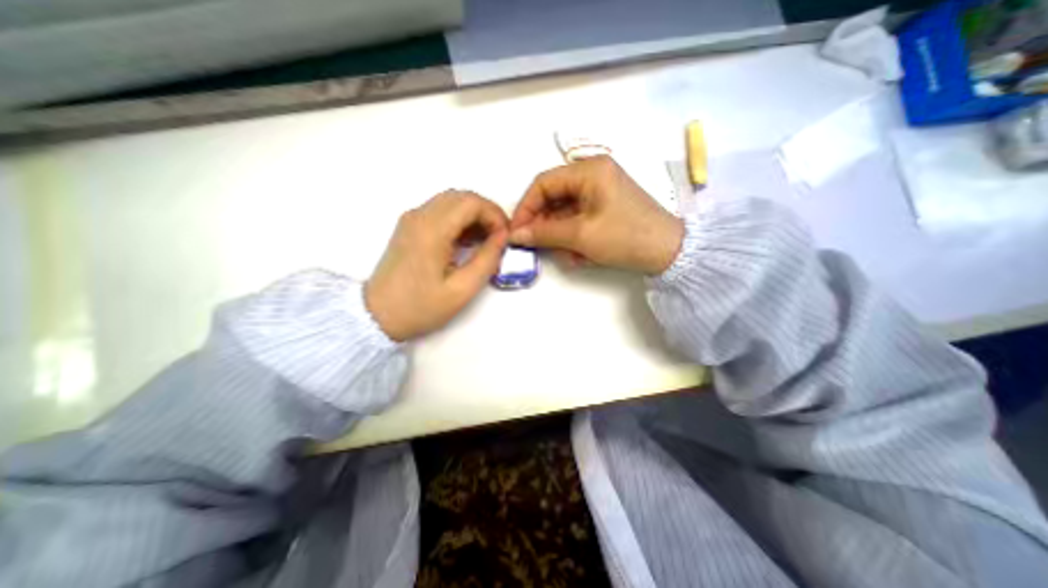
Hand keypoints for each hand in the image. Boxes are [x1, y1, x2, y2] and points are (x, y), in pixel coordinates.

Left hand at [365, 191, 506, 341]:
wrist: (377, 315)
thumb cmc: (420, 307)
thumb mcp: (462, 289)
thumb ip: (487, 259)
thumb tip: (502, 237)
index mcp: (432, 230)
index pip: (471, 202)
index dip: (494, 215)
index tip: (504, 238)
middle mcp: (419, 216)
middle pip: (462, 197)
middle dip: (487, 213)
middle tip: (499, 238)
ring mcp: (412, 219)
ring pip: (452, 201)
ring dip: (474, 216)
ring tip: (486, 241)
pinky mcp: (410, 227)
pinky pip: (441, 211)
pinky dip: (460, 220)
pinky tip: (468, 241)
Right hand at [511, 157, 689, 274]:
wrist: (669, 253)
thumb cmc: (624, 237)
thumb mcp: (581, 235)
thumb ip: (544, 233)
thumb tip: (515, 235)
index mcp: (588, 171)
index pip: (543, 184)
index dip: (526, 208)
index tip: (517, 232)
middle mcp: (593, 176)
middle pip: (553, 199)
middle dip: (546, 227)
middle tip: (538, 248)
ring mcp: (600, 193)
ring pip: (565, 214)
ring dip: (562, 237)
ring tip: (570, 257)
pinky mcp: (605, 208)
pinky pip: (579, 221)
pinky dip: (576, 239)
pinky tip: (582, 256)